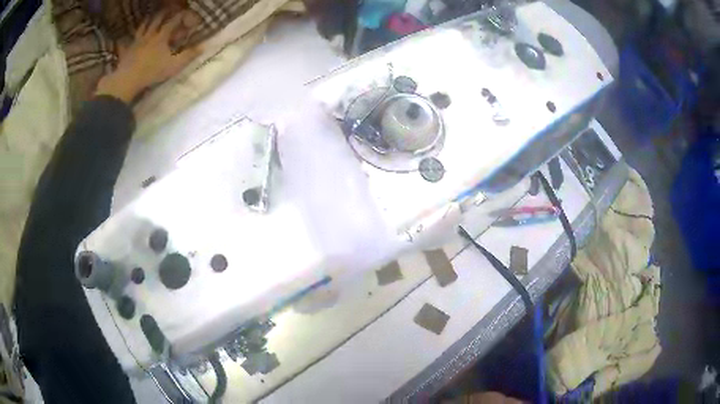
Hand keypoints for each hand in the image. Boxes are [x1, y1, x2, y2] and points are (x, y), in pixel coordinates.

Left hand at [95, 12, 200, 102]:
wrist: (129, 80)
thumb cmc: (152, 72)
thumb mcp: (174, 65)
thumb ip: (188, 55)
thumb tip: (203, 47)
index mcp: (161, 37)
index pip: (173, 21)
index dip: (180, 16)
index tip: (186, 12)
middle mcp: (149, 36)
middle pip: (156, 20)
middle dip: (163, 13)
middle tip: (168, 9)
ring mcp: (136, 43)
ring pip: (142, 27)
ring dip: (147, 21)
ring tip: (149, 17)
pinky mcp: (126, 52)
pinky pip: (125, 43)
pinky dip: (124, 40)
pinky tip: (122, 40)